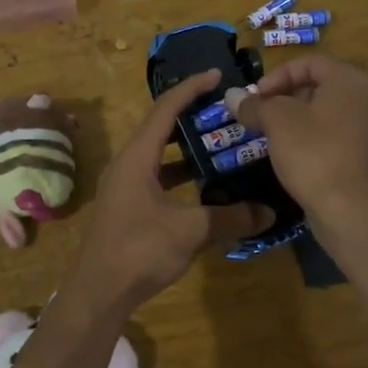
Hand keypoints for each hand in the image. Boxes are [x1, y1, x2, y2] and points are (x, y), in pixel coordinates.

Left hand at [66, 70, 270, 312]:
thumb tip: (269, 212)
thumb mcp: (190, 231)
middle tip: (226, 112)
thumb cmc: (139, 250)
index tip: (217, 75)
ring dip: (187, 150)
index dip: (190, 88)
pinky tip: (206, 188)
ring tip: (222, 145)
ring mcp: (125, 187)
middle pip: (161, 128)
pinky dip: (181, 177)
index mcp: (137, 157)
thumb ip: (230, 217)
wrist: (98, 292)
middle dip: (192, 116)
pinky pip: (158, 179)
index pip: (165, 109)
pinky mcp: (128, 208)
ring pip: (160, 157)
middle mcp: (127, 165)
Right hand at [233, 56, 367, 226]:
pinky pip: (339, 134)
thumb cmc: (313, 153)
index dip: (278, 75)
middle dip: (287, 96)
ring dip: (300, 117)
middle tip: (263, 114)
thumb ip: (254, 105)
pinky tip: (295, 155)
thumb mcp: (277, 122)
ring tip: (274, 135)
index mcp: (350, 80)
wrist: (350, 210)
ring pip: (330, 111)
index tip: (256, 97)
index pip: (311, 62)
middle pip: (322, 85)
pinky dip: (316, 136)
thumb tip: (231, 95)